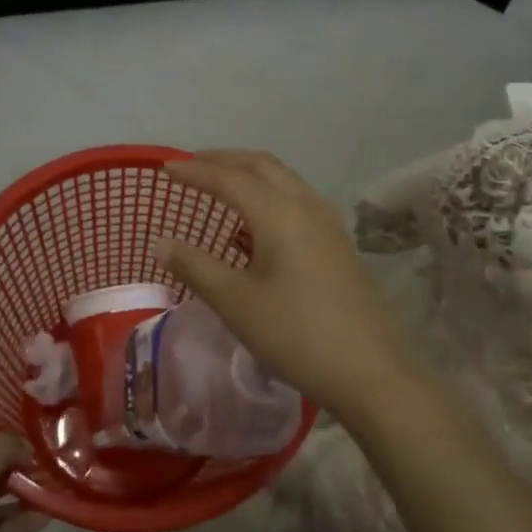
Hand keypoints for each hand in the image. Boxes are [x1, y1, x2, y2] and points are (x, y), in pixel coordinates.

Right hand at [160, 150, 419, 416]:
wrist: (370, 371)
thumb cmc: (296, 334)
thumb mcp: (236, 303)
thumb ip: (195, 266)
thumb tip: (161, 242)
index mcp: (279, 213)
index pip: (229, 178)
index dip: (194, 170)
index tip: (165, 168)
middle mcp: (306, 205)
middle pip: (261, 165)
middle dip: (224, 160)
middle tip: (191, 166)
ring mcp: (328, 223)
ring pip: (284, 179)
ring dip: (249, 174)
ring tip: (221, 186)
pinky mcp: (339, 243)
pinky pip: (298, 199)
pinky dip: (269, 194)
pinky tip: (257, 223)